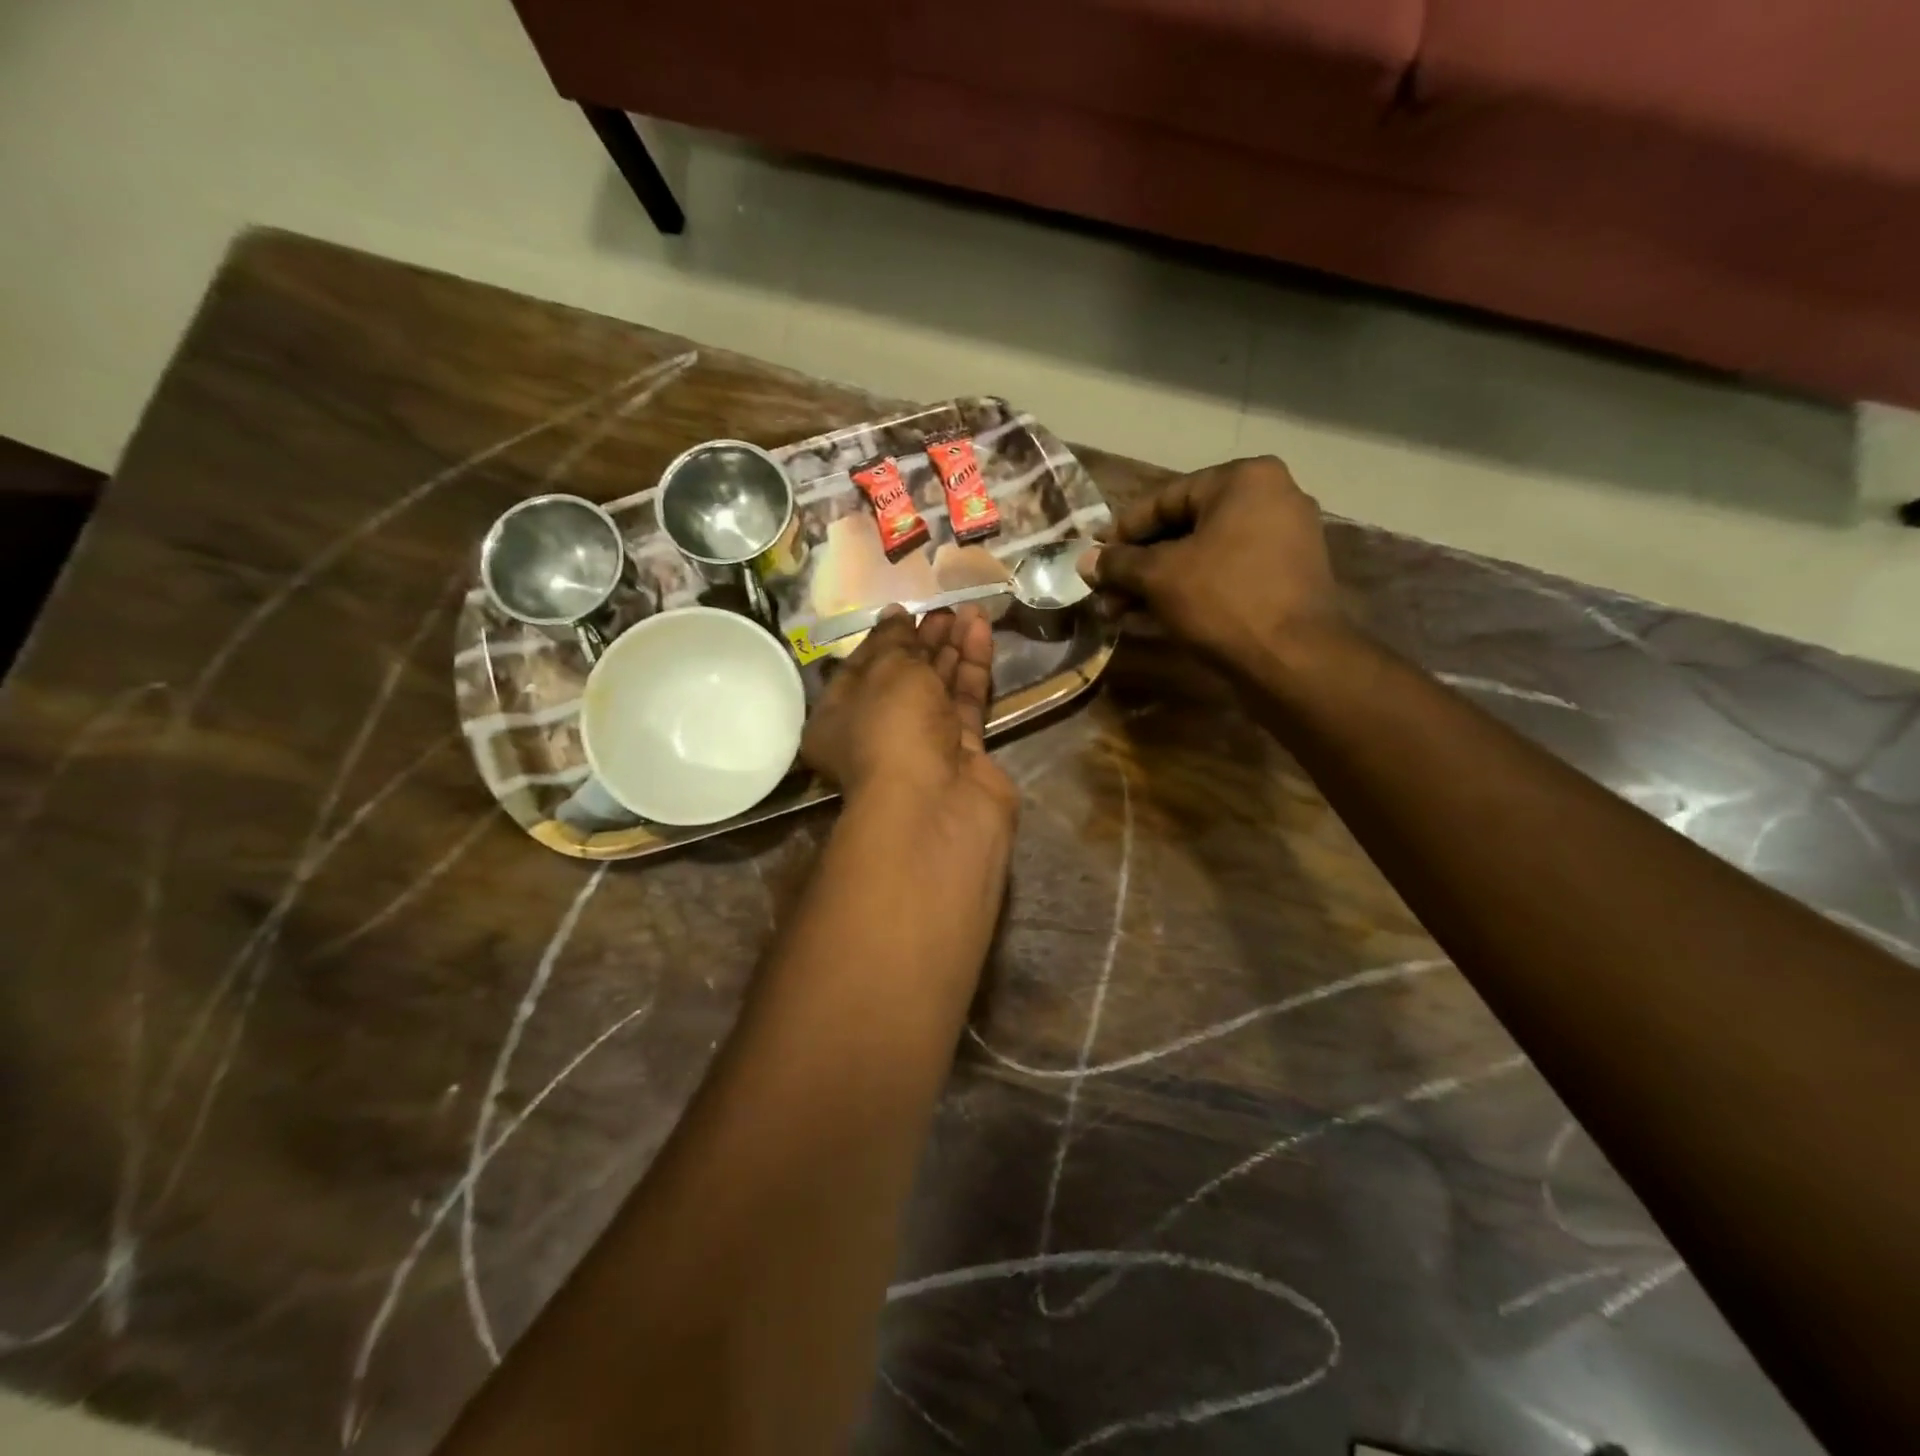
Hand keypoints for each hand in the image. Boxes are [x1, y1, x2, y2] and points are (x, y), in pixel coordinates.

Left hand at [801, 604, 1017, 825]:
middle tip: (944, 608)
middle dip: (923, 642)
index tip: (905, 612)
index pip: (859, 669)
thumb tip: (895, 617)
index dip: (883, 638)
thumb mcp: (886, 671)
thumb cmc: (891, 726)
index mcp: (837, 720)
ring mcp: (921, 747)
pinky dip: (972, 667)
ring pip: (938, 689)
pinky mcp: (962, 753)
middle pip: (903, 679)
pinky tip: (981, 630)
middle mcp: (876, 734)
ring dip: (952, 648)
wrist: (936, 799)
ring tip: (971, 610)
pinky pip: (965, 702)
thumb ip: (894, 641)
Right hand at [1082, 456, 1349, 676]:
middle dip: (1138, 564)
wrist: (1293, 660)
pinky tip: (1149, 618)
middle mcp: (1270, 500)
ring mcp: (1282, 542)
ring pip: (1202, 557)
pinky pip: (1224, 577)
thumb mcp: (1159, 577)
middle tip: (1103, 590)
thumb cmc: (1223, 600)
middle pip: (1184, 528)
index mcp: (1244, 480)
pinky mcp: (1284, 581)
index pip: (1165, 498)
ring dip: (1156, 584)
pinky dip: (1188, 593)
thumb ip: (1119, 563)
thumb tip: (1085, 562)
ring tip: (1117, 611)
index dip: (1122, 530)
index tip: (1093, 556)